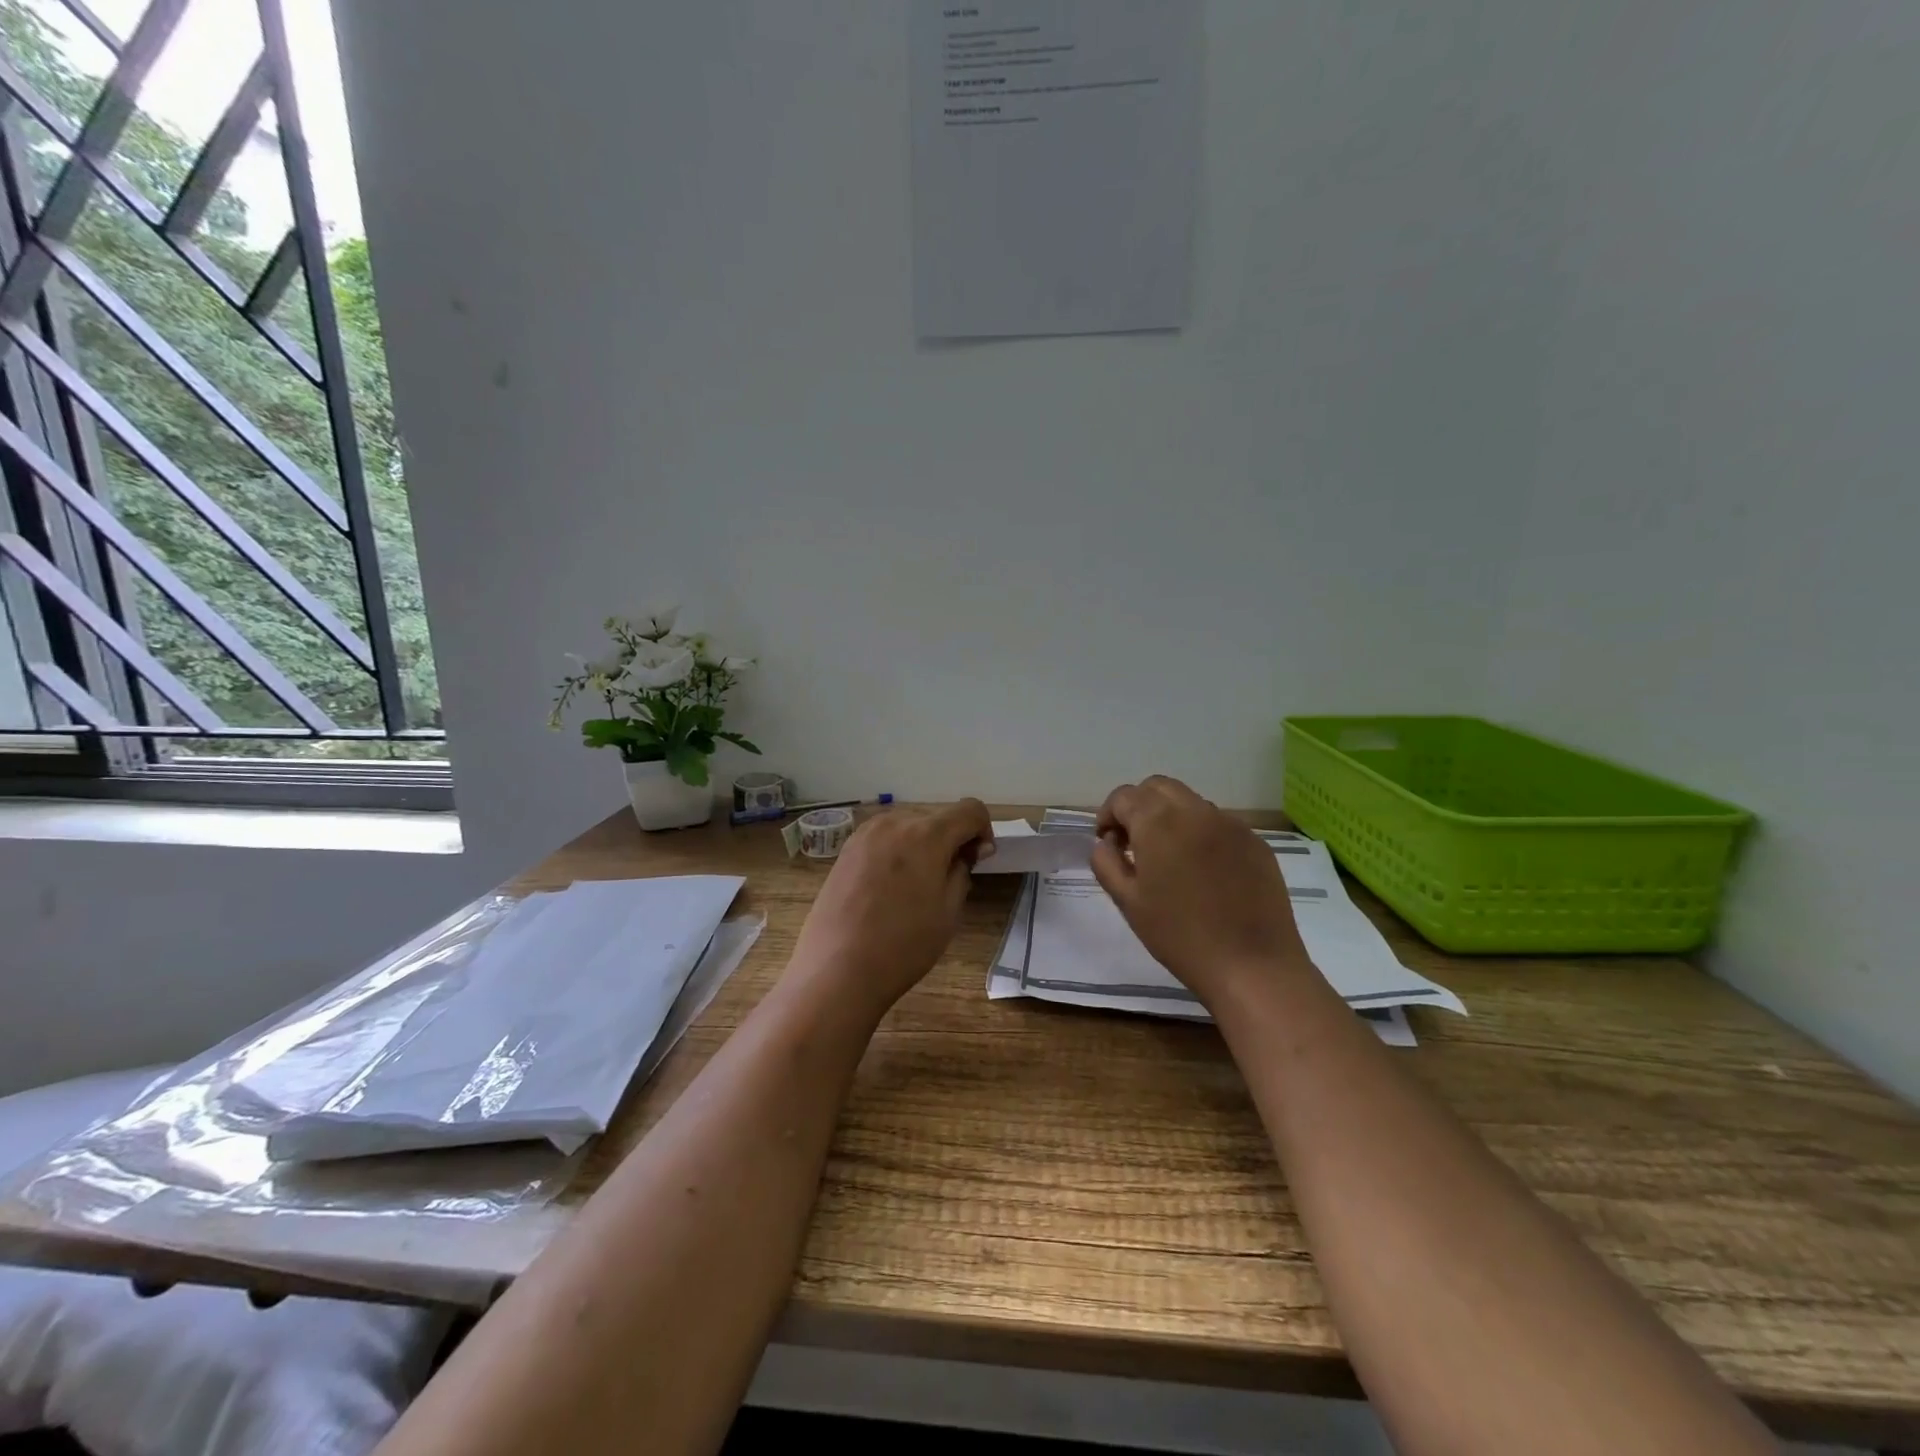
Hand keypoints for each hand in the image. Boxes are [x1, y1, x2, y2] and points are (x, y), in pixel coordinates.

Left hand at [788, 800, 994, 1017]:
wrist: (837, 969)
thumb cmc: (903, 944)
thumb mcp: (948, 911)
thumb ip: (962, 870)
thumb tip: (968, 851)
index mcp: (927, 834)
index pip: (970, 810)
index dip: (982, 830)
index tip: (977, 861)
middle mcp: (895, 822)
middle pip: (937, 817)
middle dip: (951, 839)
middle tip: (949, 879)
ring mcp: (865, 834)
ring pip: (909, 826)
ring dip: (923, 844)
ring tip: (916, 886)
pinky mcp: (846, 849)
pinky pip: (884, 838)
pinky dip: (897, 851)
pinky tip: (889, 887)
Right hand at [1092, 776, 1311, 1009]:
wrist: (1252, 966)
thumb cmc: (1180, 936)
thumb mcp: (1128, 902)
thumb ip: (1107, 863)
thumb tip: (1107, 842)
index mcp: (1158, 822)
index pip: (1123, 796)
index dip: (1108, 815)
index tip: (1108, 843)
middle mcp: (1195, 811)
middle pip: (1157, 787)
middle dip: (1139, 806)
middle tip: (1134, 843)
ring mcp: (1230, 824)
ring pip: (1190, 802)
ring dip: (1171, 817)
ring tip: (1169, 858)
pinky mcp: (1255, 842)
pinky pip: (1218, 824)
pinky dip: (1201, 833)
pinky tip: (1204, 872)